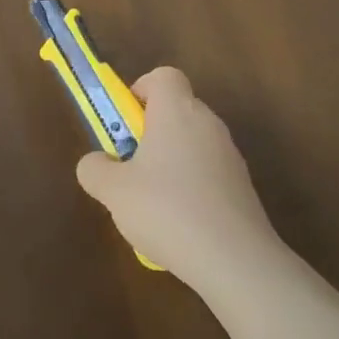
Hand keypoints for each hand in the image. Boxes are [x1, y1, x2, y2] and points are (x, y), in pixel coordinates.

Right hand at [75, 66, 277, 286]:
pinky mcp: (244, 189)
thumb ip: (94, 169)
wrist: (237, 262)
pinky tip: (178, 228)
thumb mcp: (112, 191)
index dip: (141, 90)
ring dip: (169, 163)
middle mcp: (208, 124)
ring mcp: (230, 157)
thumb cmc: (167, 210)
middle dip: (150, 132)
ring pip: (192, 145)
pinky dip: (191, 190)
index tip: (125, 121)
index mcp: (176, 111)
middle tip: (129, 165)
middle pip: (176, 111)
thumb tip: (96, 163)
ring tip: (151, 205)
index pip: (164, 76)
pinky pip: (208, 176)